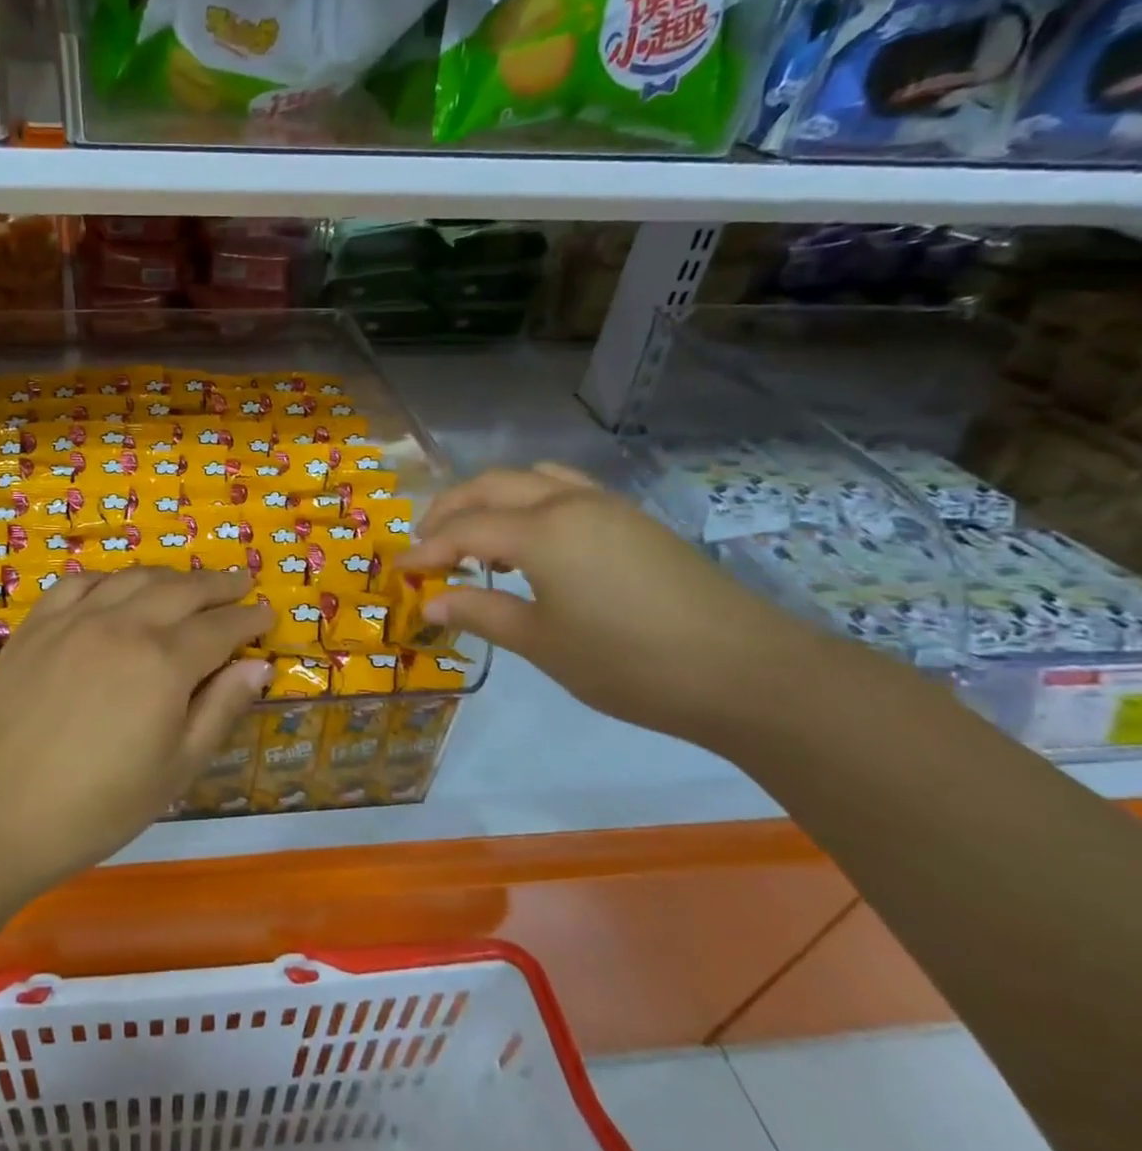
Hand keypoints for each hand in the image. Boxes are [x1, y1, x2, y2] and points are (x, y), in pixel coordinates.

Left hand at [0, 568, 270, 893]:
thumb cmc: (98, 806)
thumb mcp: (176, 769)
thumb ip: (220, 710)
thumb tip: (258, 666)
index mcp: (164, 662)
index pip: (220, 627)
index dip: (249, 619)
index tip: (268, 612)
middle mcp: (123, 625)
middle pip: (182, 590)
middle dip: (218, 584)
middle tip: (240, 582)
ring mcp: (75, 619)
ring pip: (134, 578)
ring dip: (170, 576)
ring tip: (189, 582)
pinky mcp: (36, 625)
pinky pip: (79, 582)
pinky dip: (109, 578)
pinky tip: (116, 587)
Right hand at [401, 464, 838, 750]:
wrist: (747, 672)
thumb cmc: (629, 663)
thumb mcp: (542, 644)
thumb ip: (481, 613)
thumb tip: (430, 603)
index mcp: (541, 530)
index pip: (464, 528)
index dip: (427, 549)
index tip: (402, 572)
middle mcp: (569, 502)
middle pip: (491, 485)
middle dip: (449, 509)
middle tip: (425, 544)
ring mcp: (607, 506)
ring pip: (530, 479)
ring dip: (491, 499)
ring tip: (475, 539)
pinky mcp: (633, 520)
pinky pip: (564, 490)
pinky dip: (529, 503)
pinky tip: (531, 543)